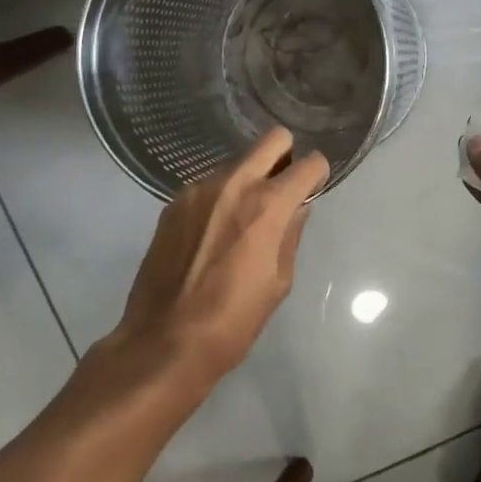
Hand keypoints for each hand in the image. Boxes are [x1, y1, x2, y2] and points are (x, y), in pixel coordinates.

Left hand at [108, 126, 328, 386]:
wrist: (163, 342)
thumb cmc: (232, 321)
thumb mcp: (278, 283)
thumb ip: (291, 234)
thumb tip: (297, 208)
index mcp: (268, 205)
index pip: (309, 164)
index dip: (317, 174)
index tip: (313, 188)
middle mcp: (234, 184)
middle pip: (273, 139)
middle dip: (286, 155)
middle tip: (283, 187)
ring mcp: (199, 189)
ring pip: (238, 162)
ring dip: (249, 178)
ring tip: (242, 218)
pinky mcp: (174, 203)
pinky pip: (209, 184)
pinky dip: (220, 196)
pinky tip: (212, 231)